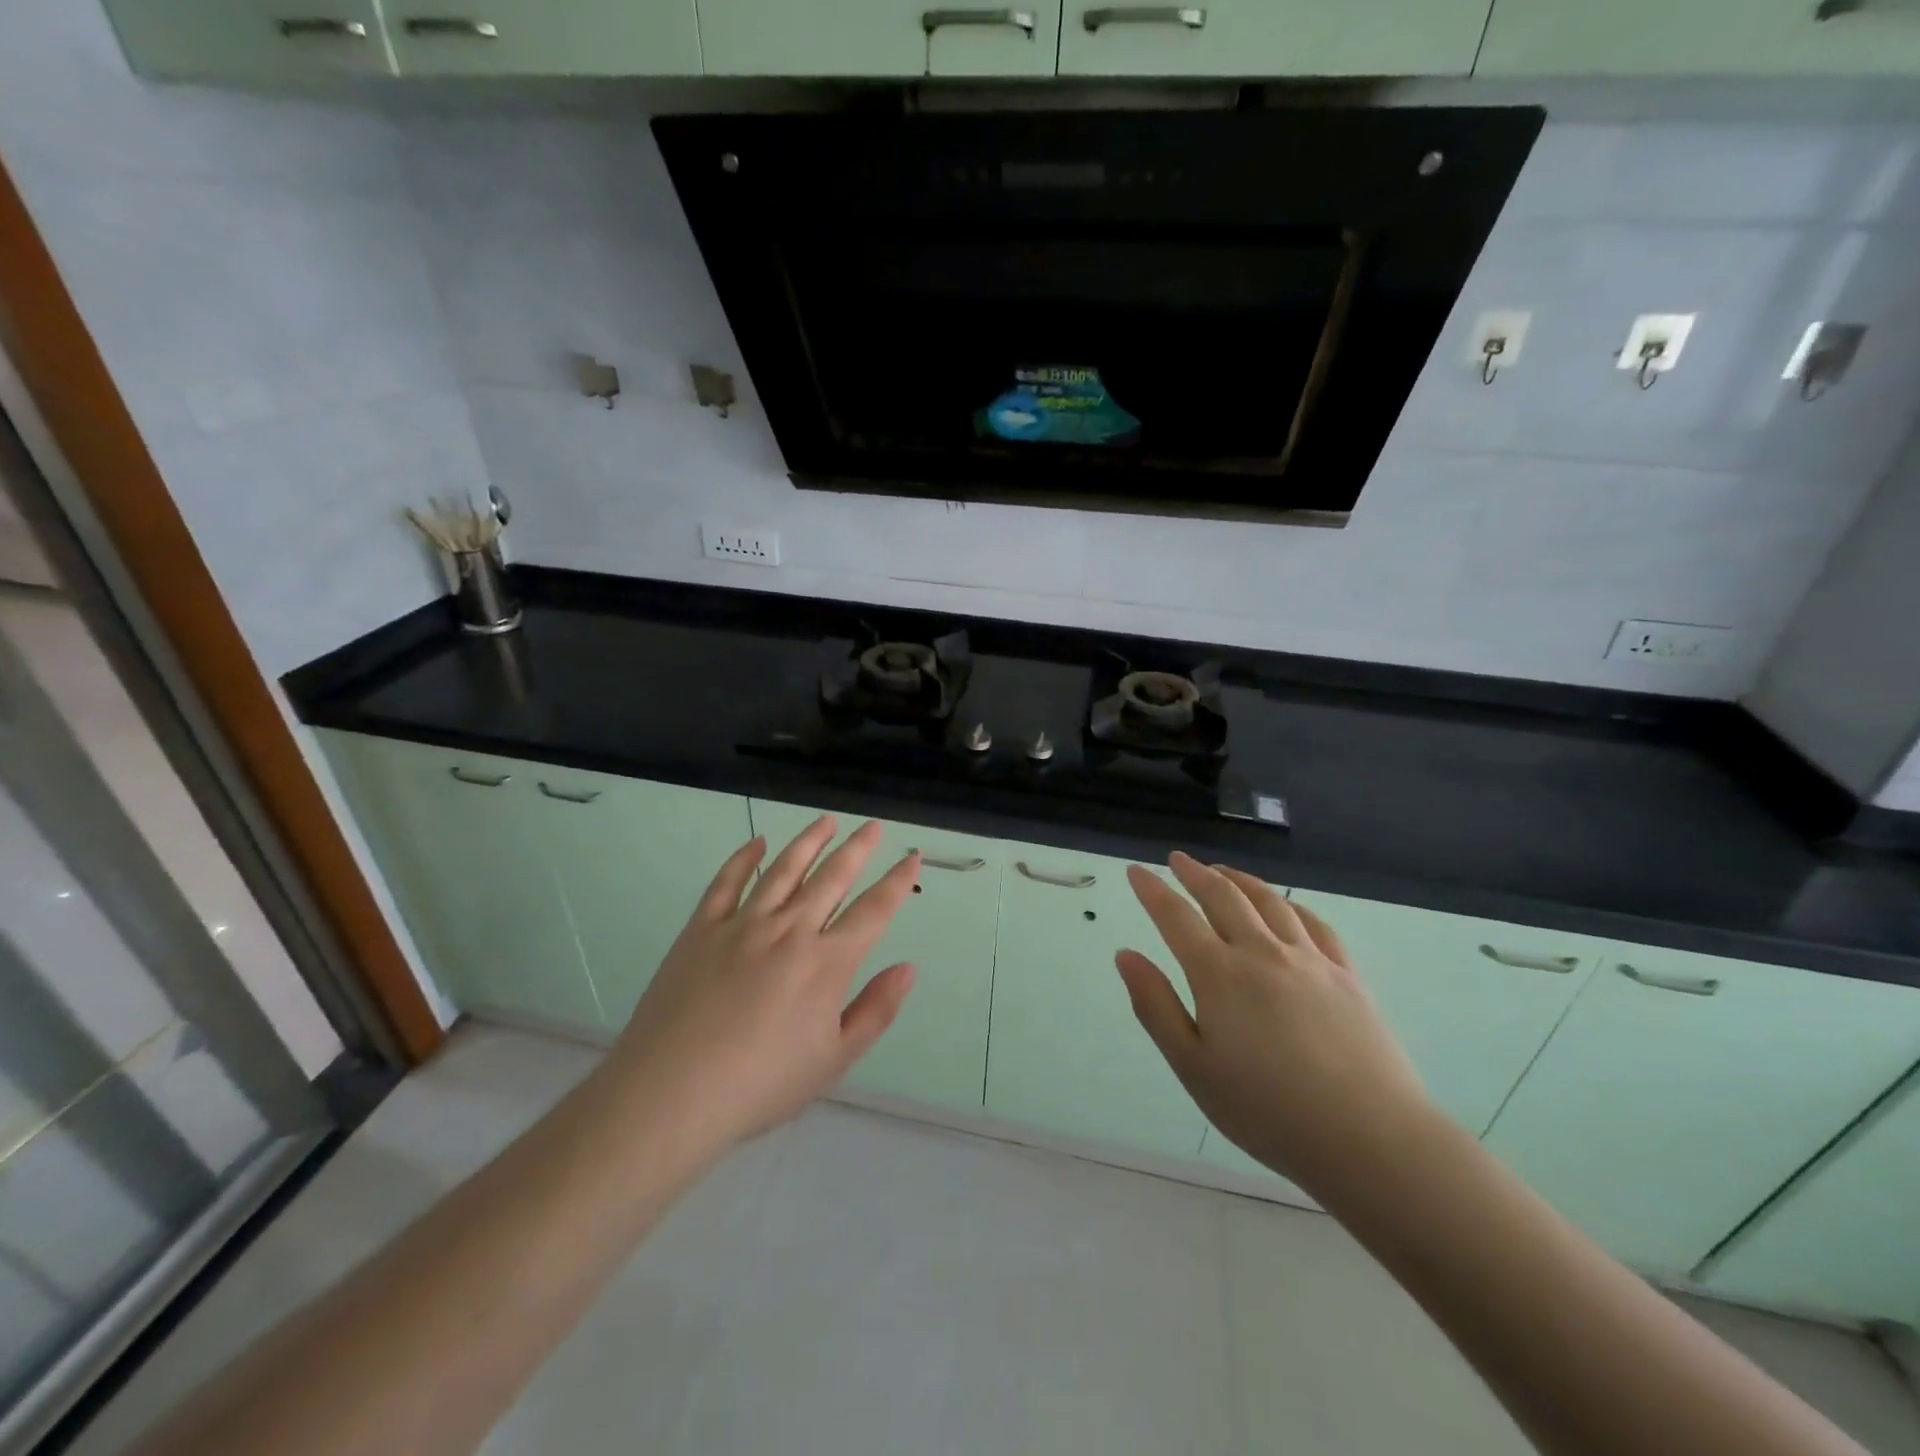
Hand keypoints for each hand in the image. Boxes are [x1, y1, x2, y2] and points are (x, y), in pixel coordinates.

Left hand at [605, 817, 918, 1151]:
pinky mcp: (702, 928)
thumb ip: (875, 1011)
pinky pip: (727, 882)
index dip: (897, 881)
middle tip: (872, 825)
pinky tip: (756, 842)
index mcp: (826, 963)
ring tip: (826, 821)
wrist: (672, 1093)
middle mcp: (790, 930)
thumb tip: (908, 968)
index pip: (873, 910)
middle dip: (857, 848)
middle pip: (832, 877)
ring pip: (784, 869)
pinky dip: (743, 857)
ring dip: (809, 841)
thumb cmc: (760, 1084)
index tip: (911, 856)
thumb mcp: (833, 1061)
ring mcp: (742, 924)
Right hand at [1117, 853, 1433, 1196]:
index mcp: (1218, 974)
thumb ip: (1155, 1006)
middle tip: (1178, 860)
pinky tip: (1286, 906)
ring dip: (1240, 881)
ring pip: (1269, 902)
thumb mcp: (1193, 1066)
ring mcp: (1309, 960)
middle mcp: (1261, 953)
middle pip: (1223, 897)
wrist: (1369, 1138)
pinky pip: (1314, 924)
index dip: (1153, 890)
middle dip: (1195, 874)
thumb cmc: (1267, 1110)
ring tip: (1223, 872)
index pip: (1176, 917)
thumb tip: (1126, 955)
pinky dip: (1291, 905)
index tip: (1136, 871)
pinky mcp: (1347, 975)